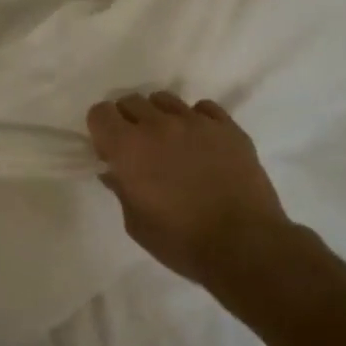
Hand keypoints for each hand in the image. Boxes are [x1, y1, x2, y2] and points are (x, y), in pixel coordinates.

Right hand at [88, 91, 290, 284]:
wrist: (245, 246)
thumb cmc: (181, 241)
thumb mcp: (136, 224)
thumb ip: (121, 189)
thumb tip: (115, 172)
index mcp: (128, 148)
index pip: (100, 113)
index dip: (101, 129)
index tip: (110, 150)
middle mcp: (158, 125)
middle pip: (131, 101)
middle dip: (128, 120)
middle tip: (139, 148)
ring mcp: (196, 122)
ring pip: (165, 99)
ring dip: (160, 117)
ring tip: (171, 143)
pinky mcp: (228, 128)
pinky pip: (203, 108)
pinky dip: (196, 120)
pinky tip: (201, 144)